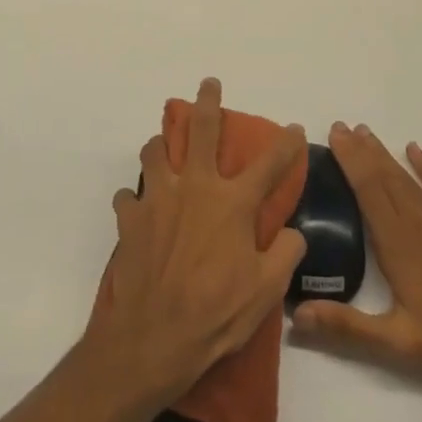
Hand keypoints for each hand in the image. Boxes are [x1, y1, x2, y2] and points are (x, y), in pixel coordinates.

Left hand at [84, 79, 306, 408]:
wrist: (153, 337)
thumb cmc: (217, 314)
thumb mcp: (266, 290)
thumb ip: (286, 254)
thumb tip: (292, 232)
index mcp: (232, 203)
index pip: (270, 164)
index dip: (286, 144)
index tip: (294, 128)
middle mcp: (195, 188)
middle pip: (201, 130)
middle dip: (208, 102)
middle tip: (209, 85)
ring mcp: (157, 199)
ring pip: (154, 152)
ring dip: (160, 145)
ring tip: (164, 148)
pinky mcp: (129, 218)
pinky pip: (127, 196)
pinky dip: (133, 199)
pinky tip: (137, 209)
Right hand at [291, 122, 421, 385]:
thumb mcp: (396, 342)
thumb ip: (347, 326)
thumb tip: (297, 314)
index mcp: (396, 243)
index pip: (367, 190)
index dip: (349, 161)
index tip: (334, 135)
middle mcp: (417, 222)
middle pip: (383, 177)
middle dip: (360, 150)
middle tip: (341, 126)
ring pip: (407, 178)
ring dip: (384, 154)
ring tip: (366, 133)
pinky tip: (414, 150)